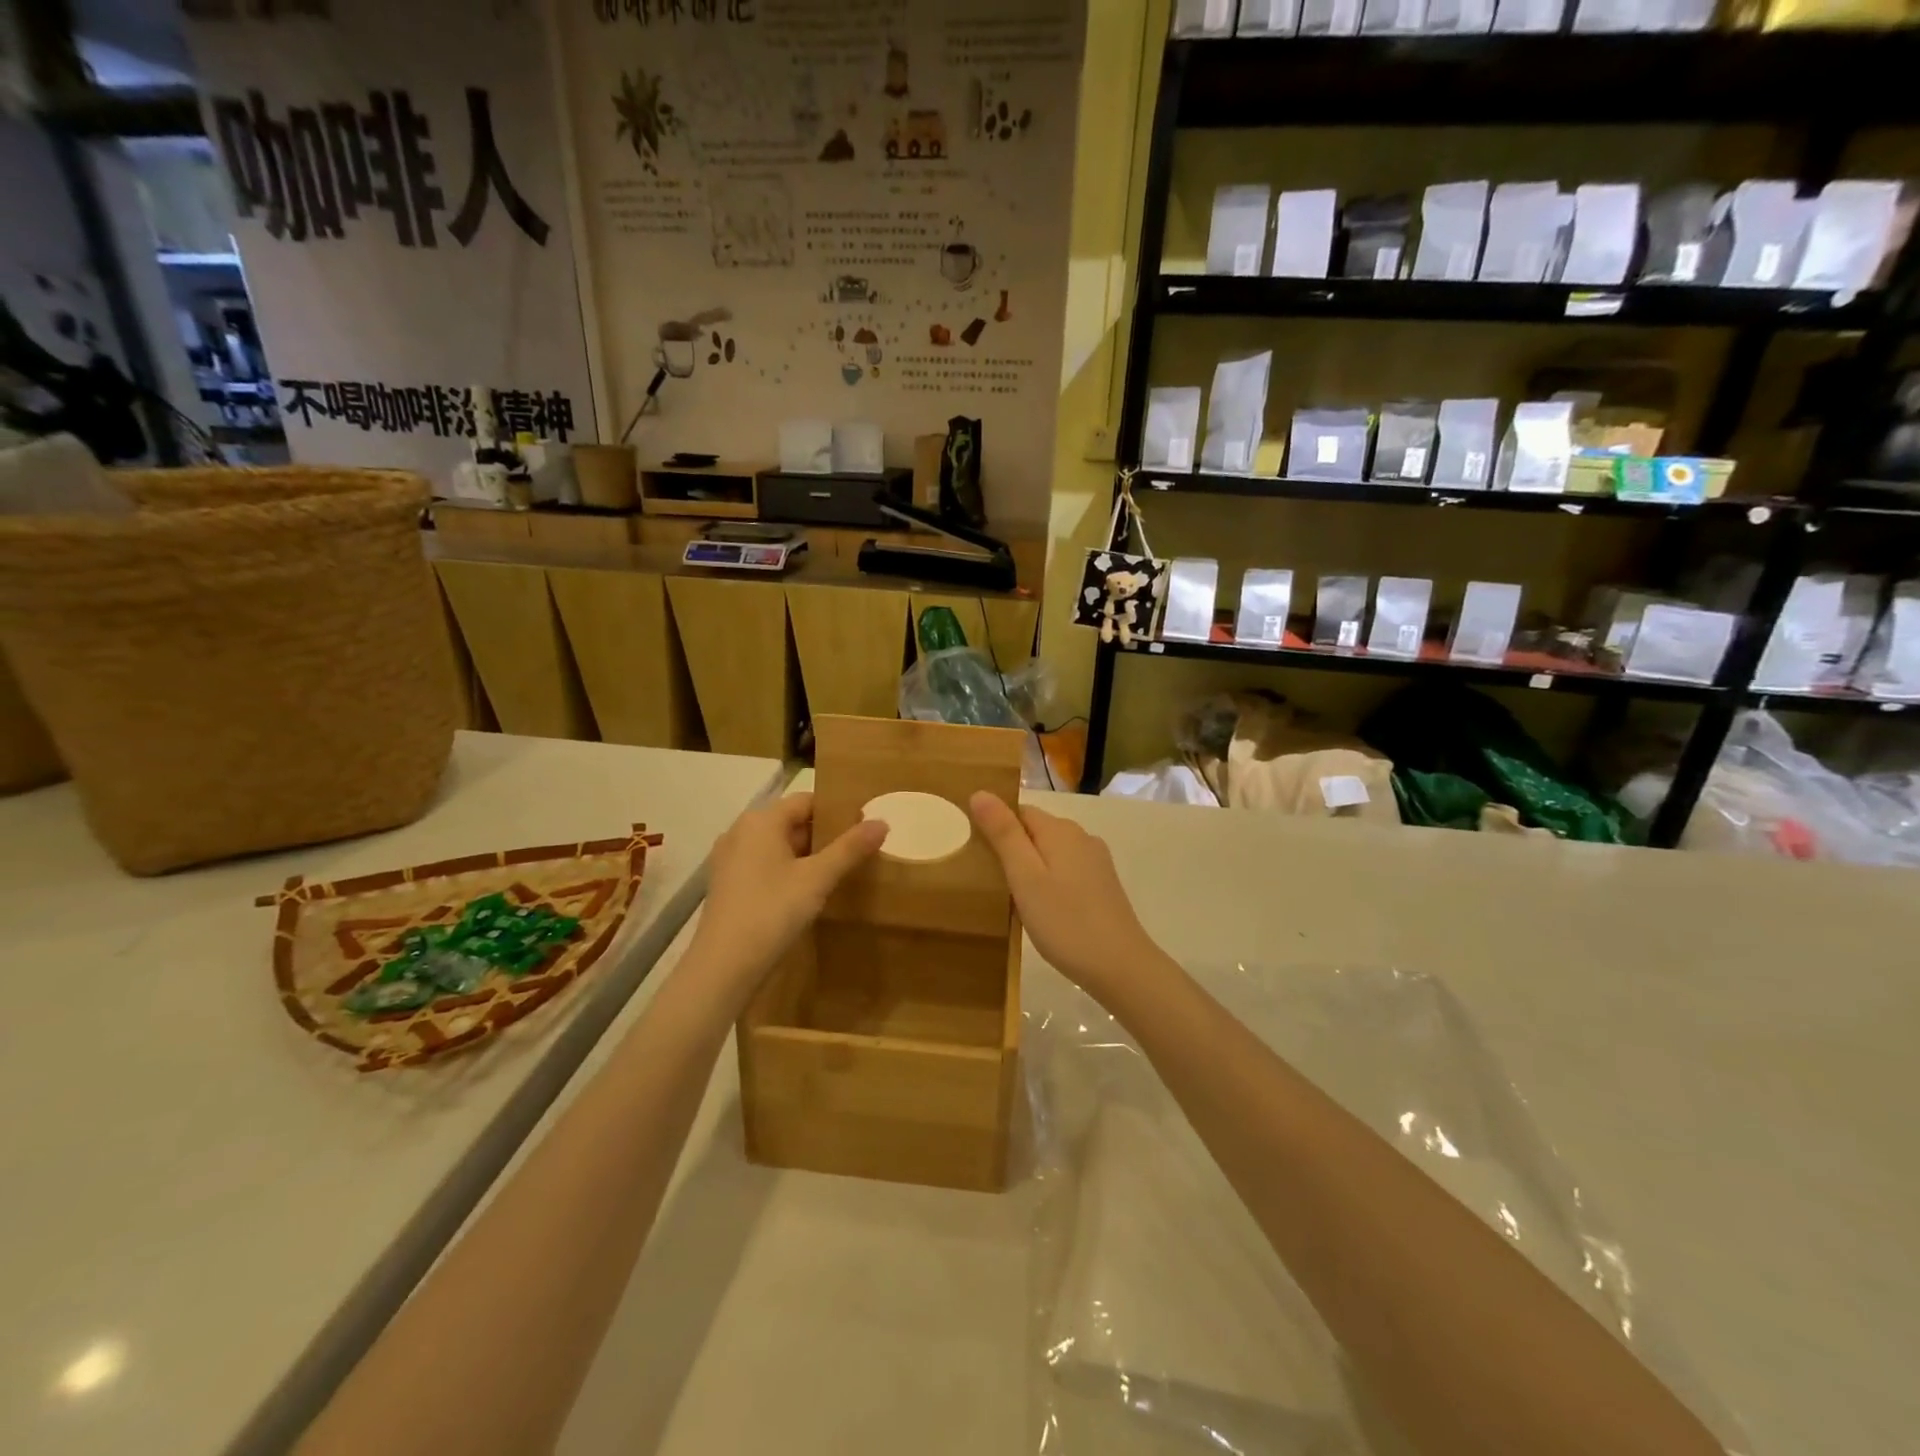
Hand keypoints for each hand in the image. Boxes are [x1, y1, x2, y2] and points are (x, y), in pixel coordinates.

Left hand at [690, 793, 887, 991]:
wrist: (723, 966)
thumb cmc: (772, 911)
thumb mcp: (818, 879)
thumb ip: (850, 848)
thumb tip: (882, 822)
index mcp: (761, 821)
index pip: (806, 801)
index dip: (837, 811)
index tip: (863, 827)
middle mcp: (740, 832)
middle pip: (790, 822)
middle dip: (823, 835)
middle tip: (856, 852)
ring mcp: (729, 860)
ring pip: (777, 846)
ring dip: (806, 855)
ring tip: (836, 872)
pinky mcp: (726, 885)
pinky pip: (763, 865)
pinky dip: (786, 871)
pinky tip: (805, 893)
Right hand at [967, 793, 1167, 1002]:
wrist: (1120, 967)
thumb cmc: (1065, 921)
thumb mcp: (1025, 877)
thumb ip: (1003, 834)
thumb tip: (981, 793)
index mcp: (1061, 830)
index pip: (1019, 811)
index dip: (996, 827)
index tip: (977, 855)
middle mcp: (1082, 837)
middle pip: (1036, 831)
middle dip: (1012, 848)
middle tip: (989, 881)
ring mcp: (1096, 862)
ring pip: (1052, 852)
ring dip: (1031, 867)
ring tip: (1011, 898)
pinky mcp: (1103, 885)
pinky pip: (1066, 870)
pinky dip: (1049, 881)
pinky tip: (1042, 908)